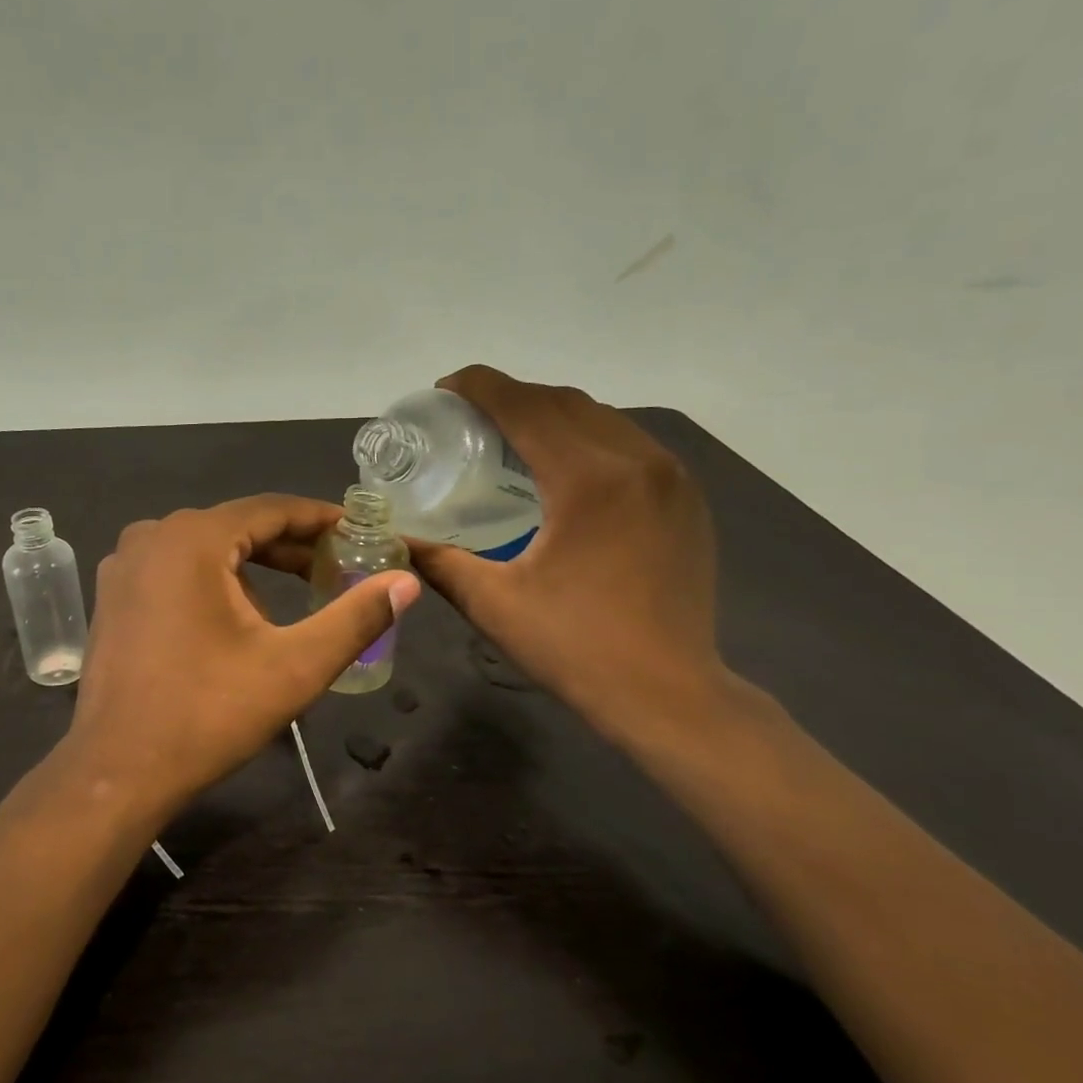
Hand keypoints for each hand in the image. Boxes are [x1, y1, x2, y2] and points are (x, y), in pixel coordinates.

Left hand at [62, 495, 421, 823]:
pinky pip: (175, 572)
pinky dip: (213, 583)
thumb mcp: (294, 667)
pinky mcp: (113, 598)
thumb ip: (355, 618)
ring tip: (293, 602)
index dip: (320, 519)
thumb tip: (407, 582)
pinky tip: (236, 622)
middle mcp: (151, 537)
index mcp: (192, 539)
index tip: (359, 531)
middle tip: (337, 567)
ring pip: (205, 551)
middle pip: (237, 527)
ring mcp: (124, 567)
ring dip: (252, 569)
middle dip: (289, 547)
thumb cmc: (208, 714)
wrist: (118, 772)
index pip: (271, 509)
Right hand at [407, 366, 725, 745]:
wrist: (670, 695)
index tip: (445, 389)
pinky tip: (565, 470)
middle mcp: (638, 461)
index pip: (526, 406)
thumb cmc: (576, 647)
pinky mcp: (687, 500)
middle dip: (513, 397)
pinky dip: (589, 439)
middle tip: (469, 417)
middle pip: (564, 402)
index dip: (481, 387)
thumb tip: (394, 539)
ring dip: (552, 416)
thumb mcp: (493, 604)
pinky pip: (630, 445)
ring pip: (602, 419)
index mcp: (589, 479)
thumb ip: (438, 561)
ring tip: (512, 438)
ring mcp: (672, 478)